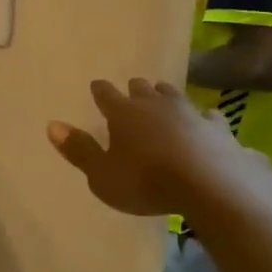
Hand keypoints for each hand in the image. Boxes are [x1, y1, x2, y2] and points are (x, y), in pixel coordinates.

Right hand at [47, 78, 250, 216]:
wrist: (211, 186)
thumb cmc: (146, 182)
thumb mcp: (102, 174)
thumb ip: (79, 150)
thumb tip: (52, 125)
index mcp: (123, 113)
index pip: (106, 94)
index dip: (100, 90)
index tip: (97, 86)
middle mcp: (155, 105)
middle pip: (142, 89)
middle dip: (136, 89)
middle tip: (133, 91)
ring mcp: (190, 113)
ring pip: (175, 95)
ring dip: (167, 96)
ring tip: (164, 98)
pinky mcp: (219, 129)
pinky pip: (210, 117)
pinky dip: (205, 119)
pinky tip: (207, 121)